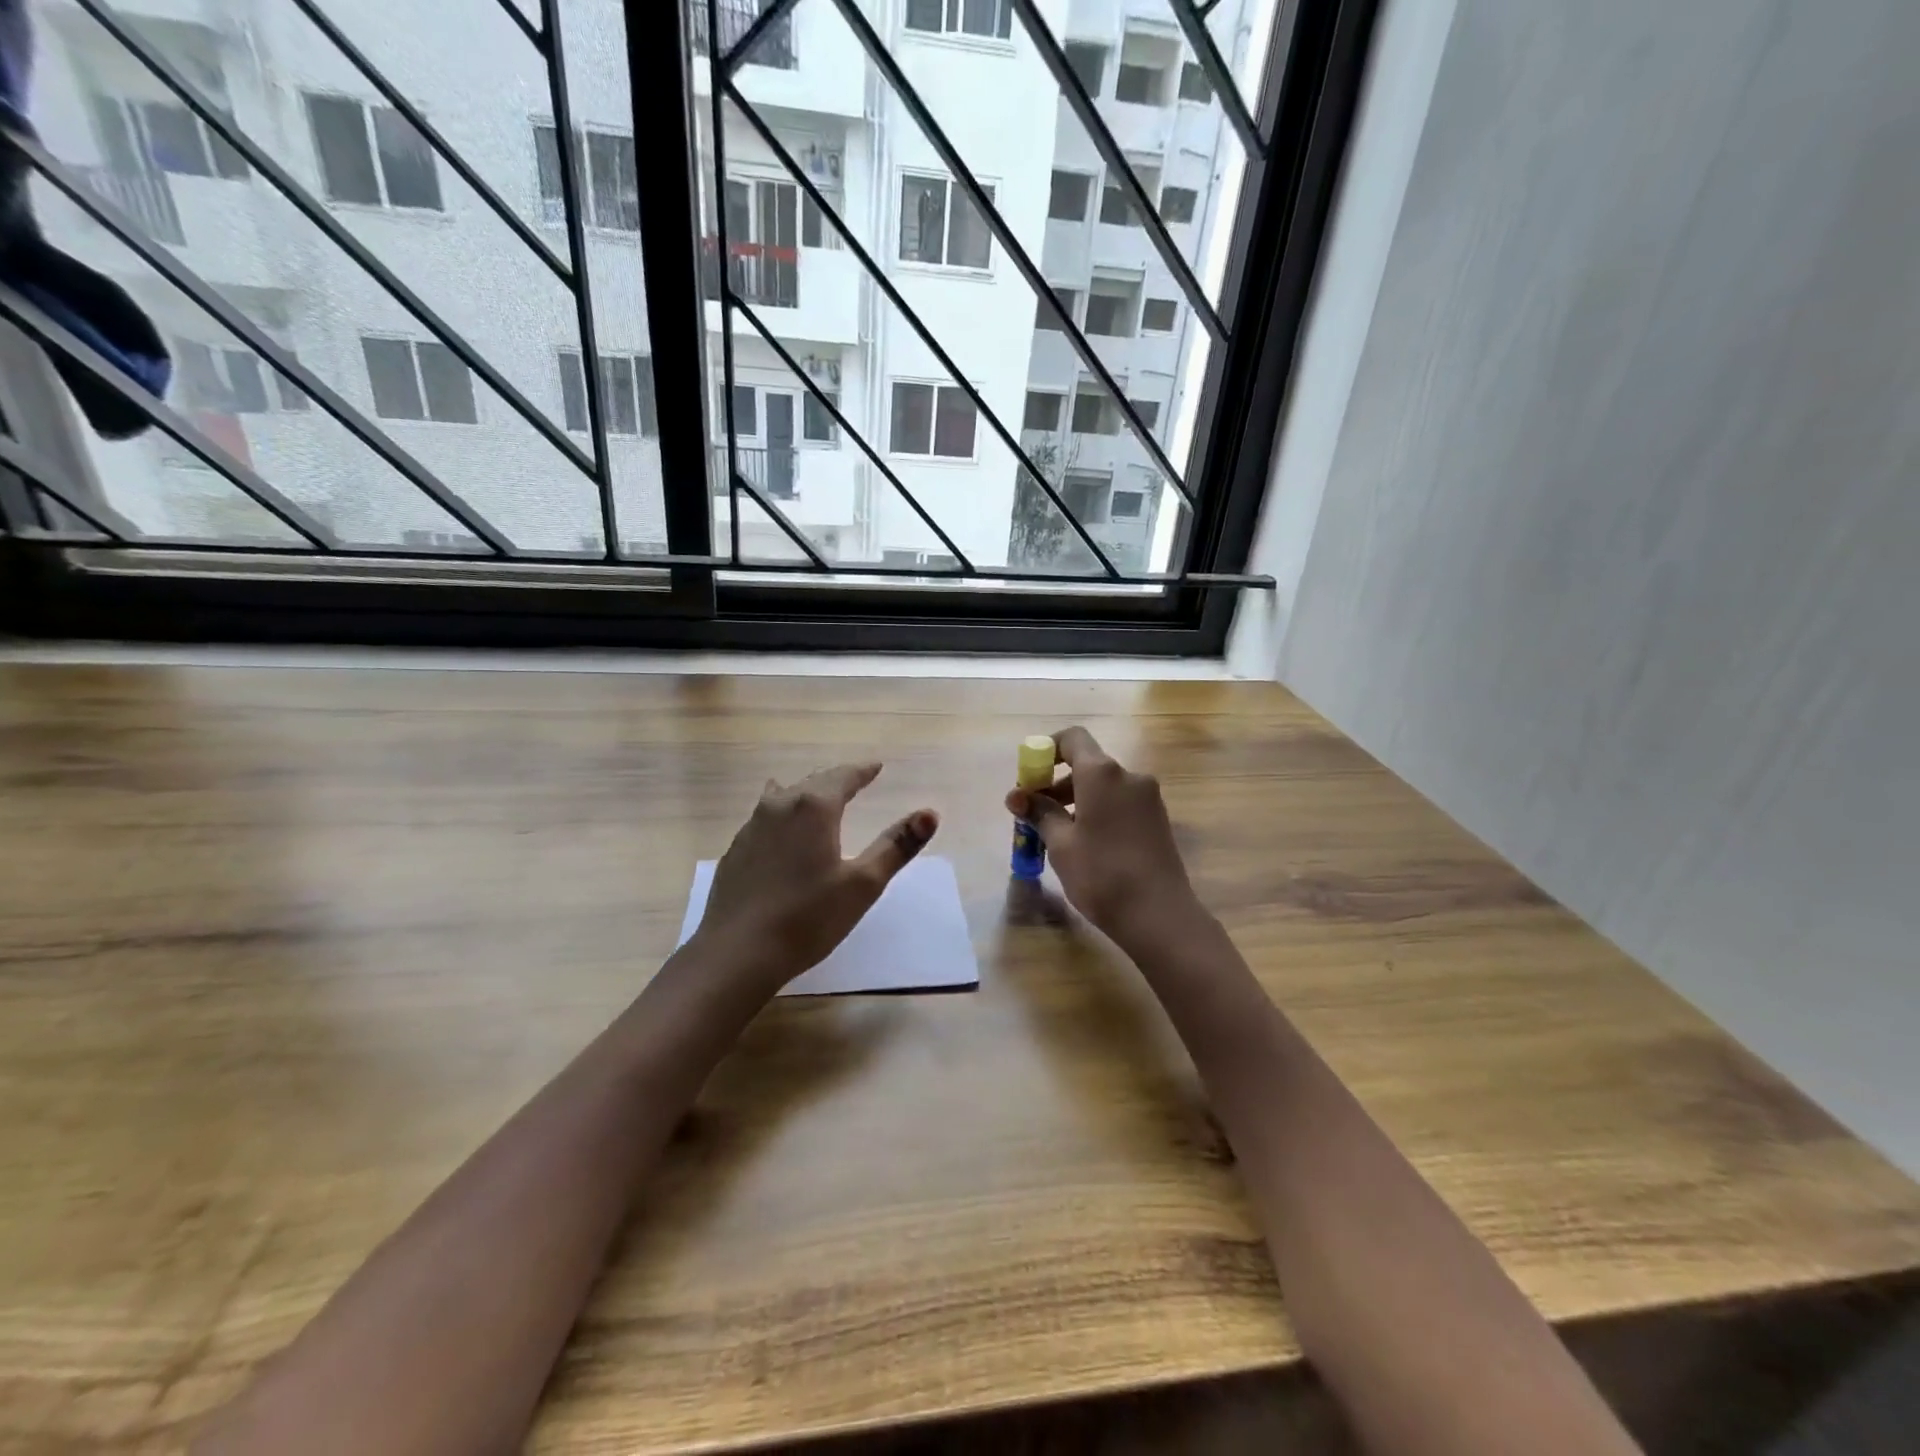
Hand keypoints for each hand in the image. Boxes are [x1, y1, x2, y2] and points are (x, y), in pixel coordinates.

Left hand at [689, 763, 937, 992]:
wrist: (736, 953)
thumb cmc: (808, 917)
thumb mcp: (863, 884)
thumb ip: (896, 845)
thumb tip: (930, 813)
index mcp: (814, 808)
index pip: (843, 777)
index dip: (862, 771)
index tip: (875, 766)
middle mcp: (779, 807)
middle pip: (812, 782)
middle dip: (835, 780)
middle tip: (853, 780)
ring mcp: (751, 828)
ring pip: (783, 797)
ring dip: (804, 793)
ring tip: (815, 796)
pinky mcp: (735, 851)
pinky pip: (764, 819)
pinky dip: (782, 816)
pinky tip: (780, 831)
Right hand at [1004, 727, 1201, 951]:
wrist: (1160, 916)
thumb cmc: (1101, 874)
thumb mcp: (1061, 844)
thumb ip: (1039, 813)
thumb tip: (1017, 795)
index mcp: (1102, 773)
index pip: (1072, 738)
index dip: (1046, 750)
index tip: (1028, 778)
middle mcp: (1129, 776)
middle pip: (1087, 764)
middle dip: (1056, 783)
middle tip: (1034, 815)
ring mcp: (1148, 798)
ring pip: (1104, 786)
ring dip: (1076, 800)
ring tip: (1056, 836)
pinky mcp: (1157, 820)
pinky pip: (1120, 803)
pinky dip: (1098, 812)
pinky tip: (1086, 846)